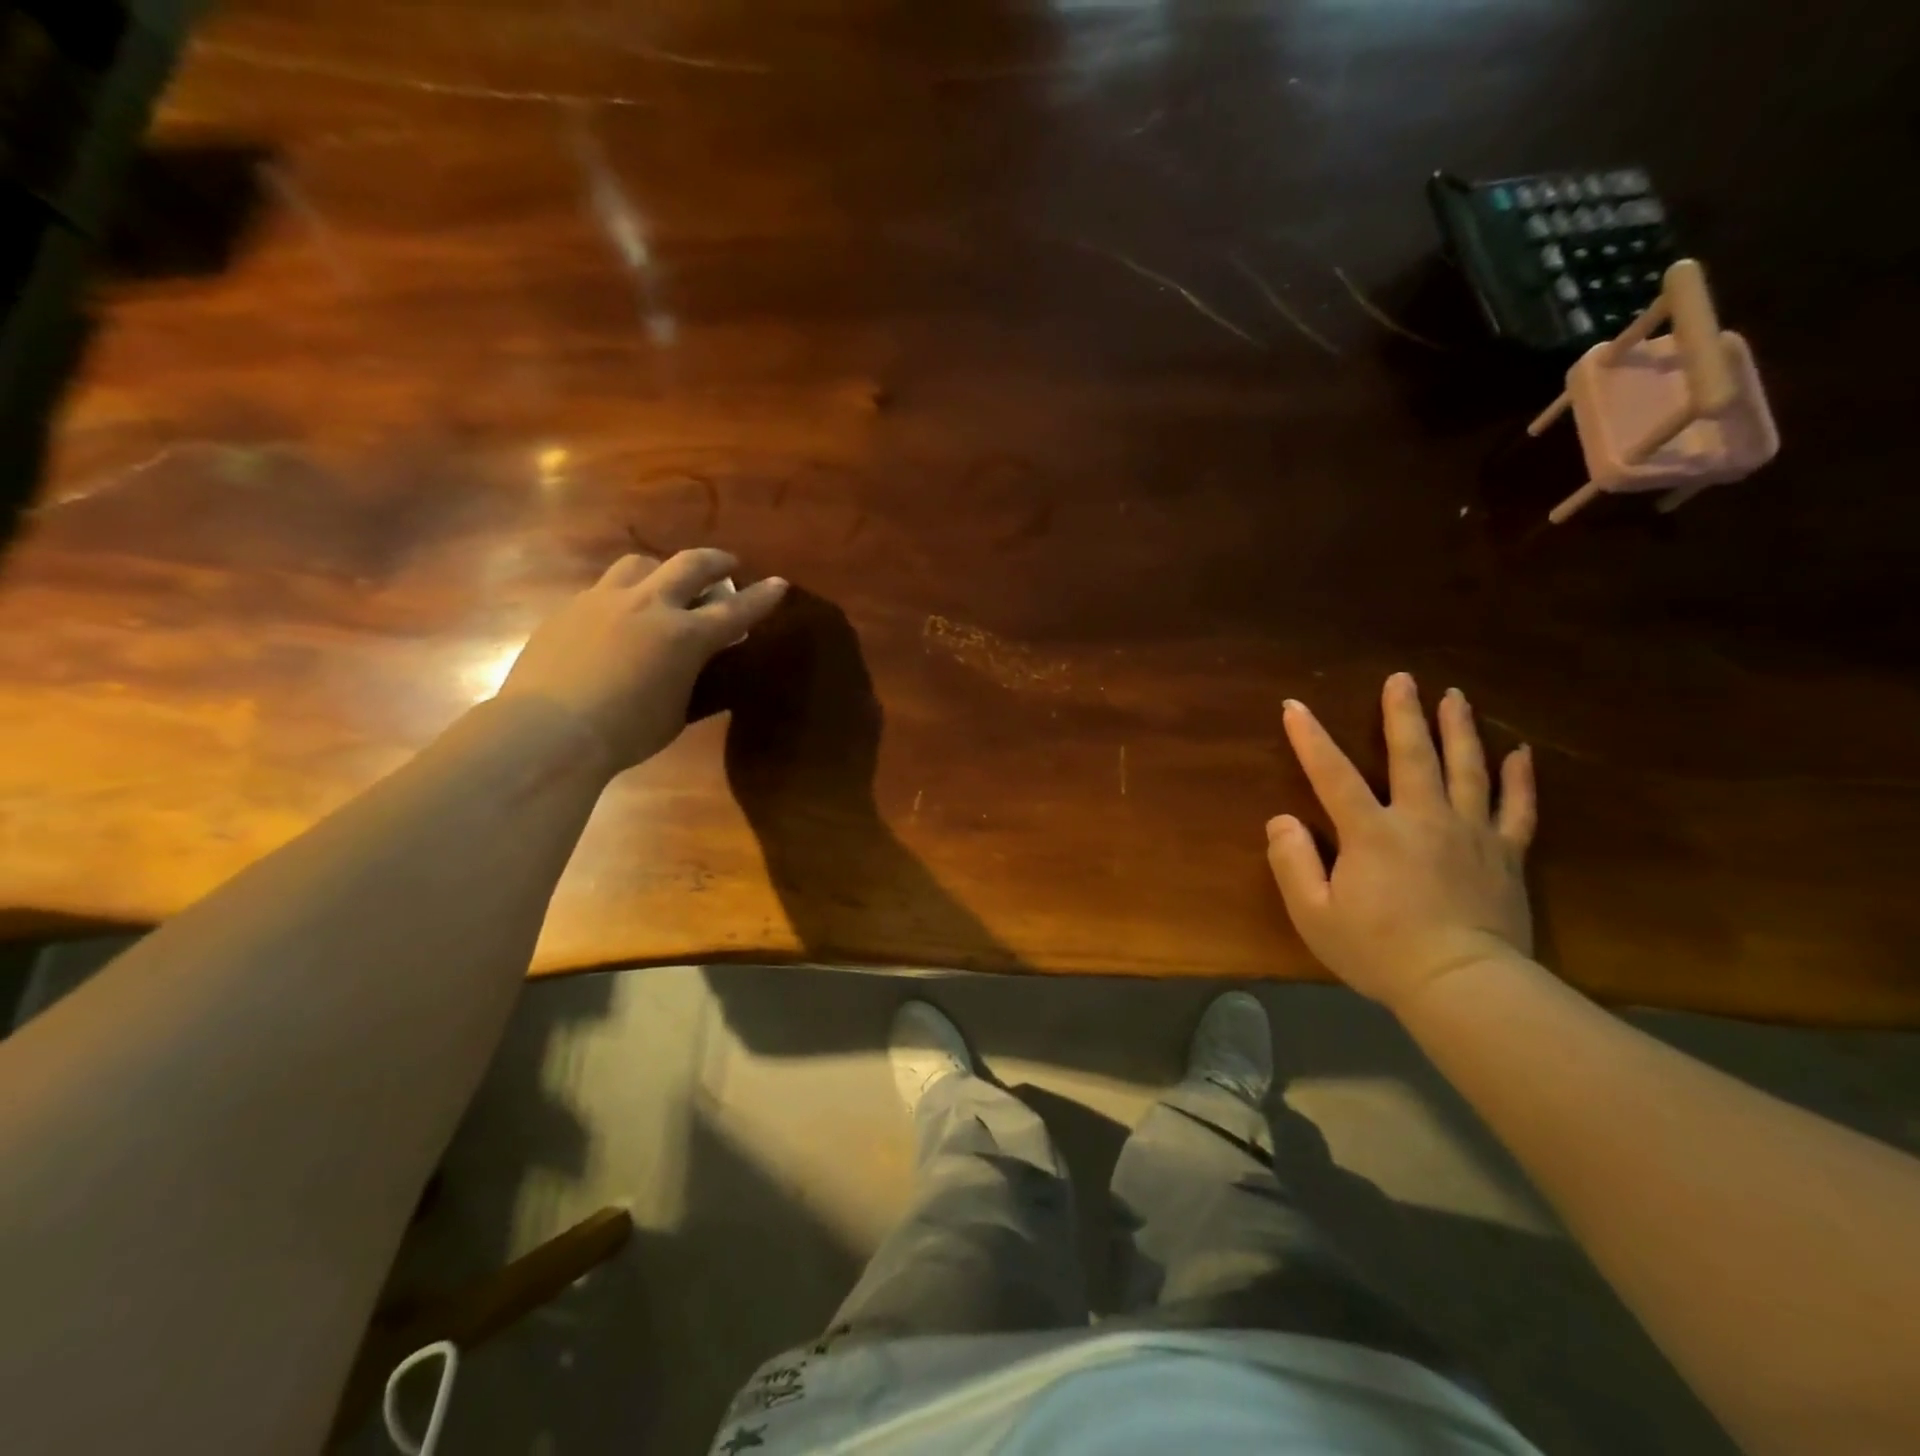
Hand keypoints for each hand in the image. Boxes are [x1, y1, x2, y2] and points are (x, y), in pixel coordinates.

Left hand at [497, 549, 786, 771]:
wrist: (549, 731)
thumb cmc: (626, 733)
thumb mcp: (677, 711)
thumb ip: (692, 678)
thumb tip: (698, 662)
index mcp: (685, 636)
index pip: (735, 610)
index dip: (761, 597)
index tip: (778, 583)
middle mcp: (649, 606)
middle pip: (689, 565)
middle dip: (715, 561)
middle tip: (727, 564)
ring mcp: (604, 601)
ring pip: (640, 564)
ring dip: (662, 569)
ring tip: (665, 584)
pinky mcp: (569, 609)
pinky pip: (604, 590)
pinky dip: (623, 597)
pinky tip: (617, 619)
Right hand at [1266, 673, 1536, 1013]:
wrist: (1462, 987)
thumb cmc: (1378, 951)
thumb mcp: (1313, 914)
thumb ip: (1292, 862)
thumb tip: (1281, 820)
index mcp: (1371, 832)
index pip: (1333, 774)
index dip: (1310, 739)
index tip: (1295, 706)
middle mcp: (1422, 818)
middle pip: (1413, 754)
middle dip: (1403, 713)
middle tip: (1403, 678)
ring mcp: (1470, 833)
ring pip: (1468, 768)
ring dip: (1460, 729)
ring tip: (1456, 697)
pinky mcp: (1506, 855)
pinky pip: (1517, 808)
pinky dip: (1520, 779)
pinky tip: (1520, 753)